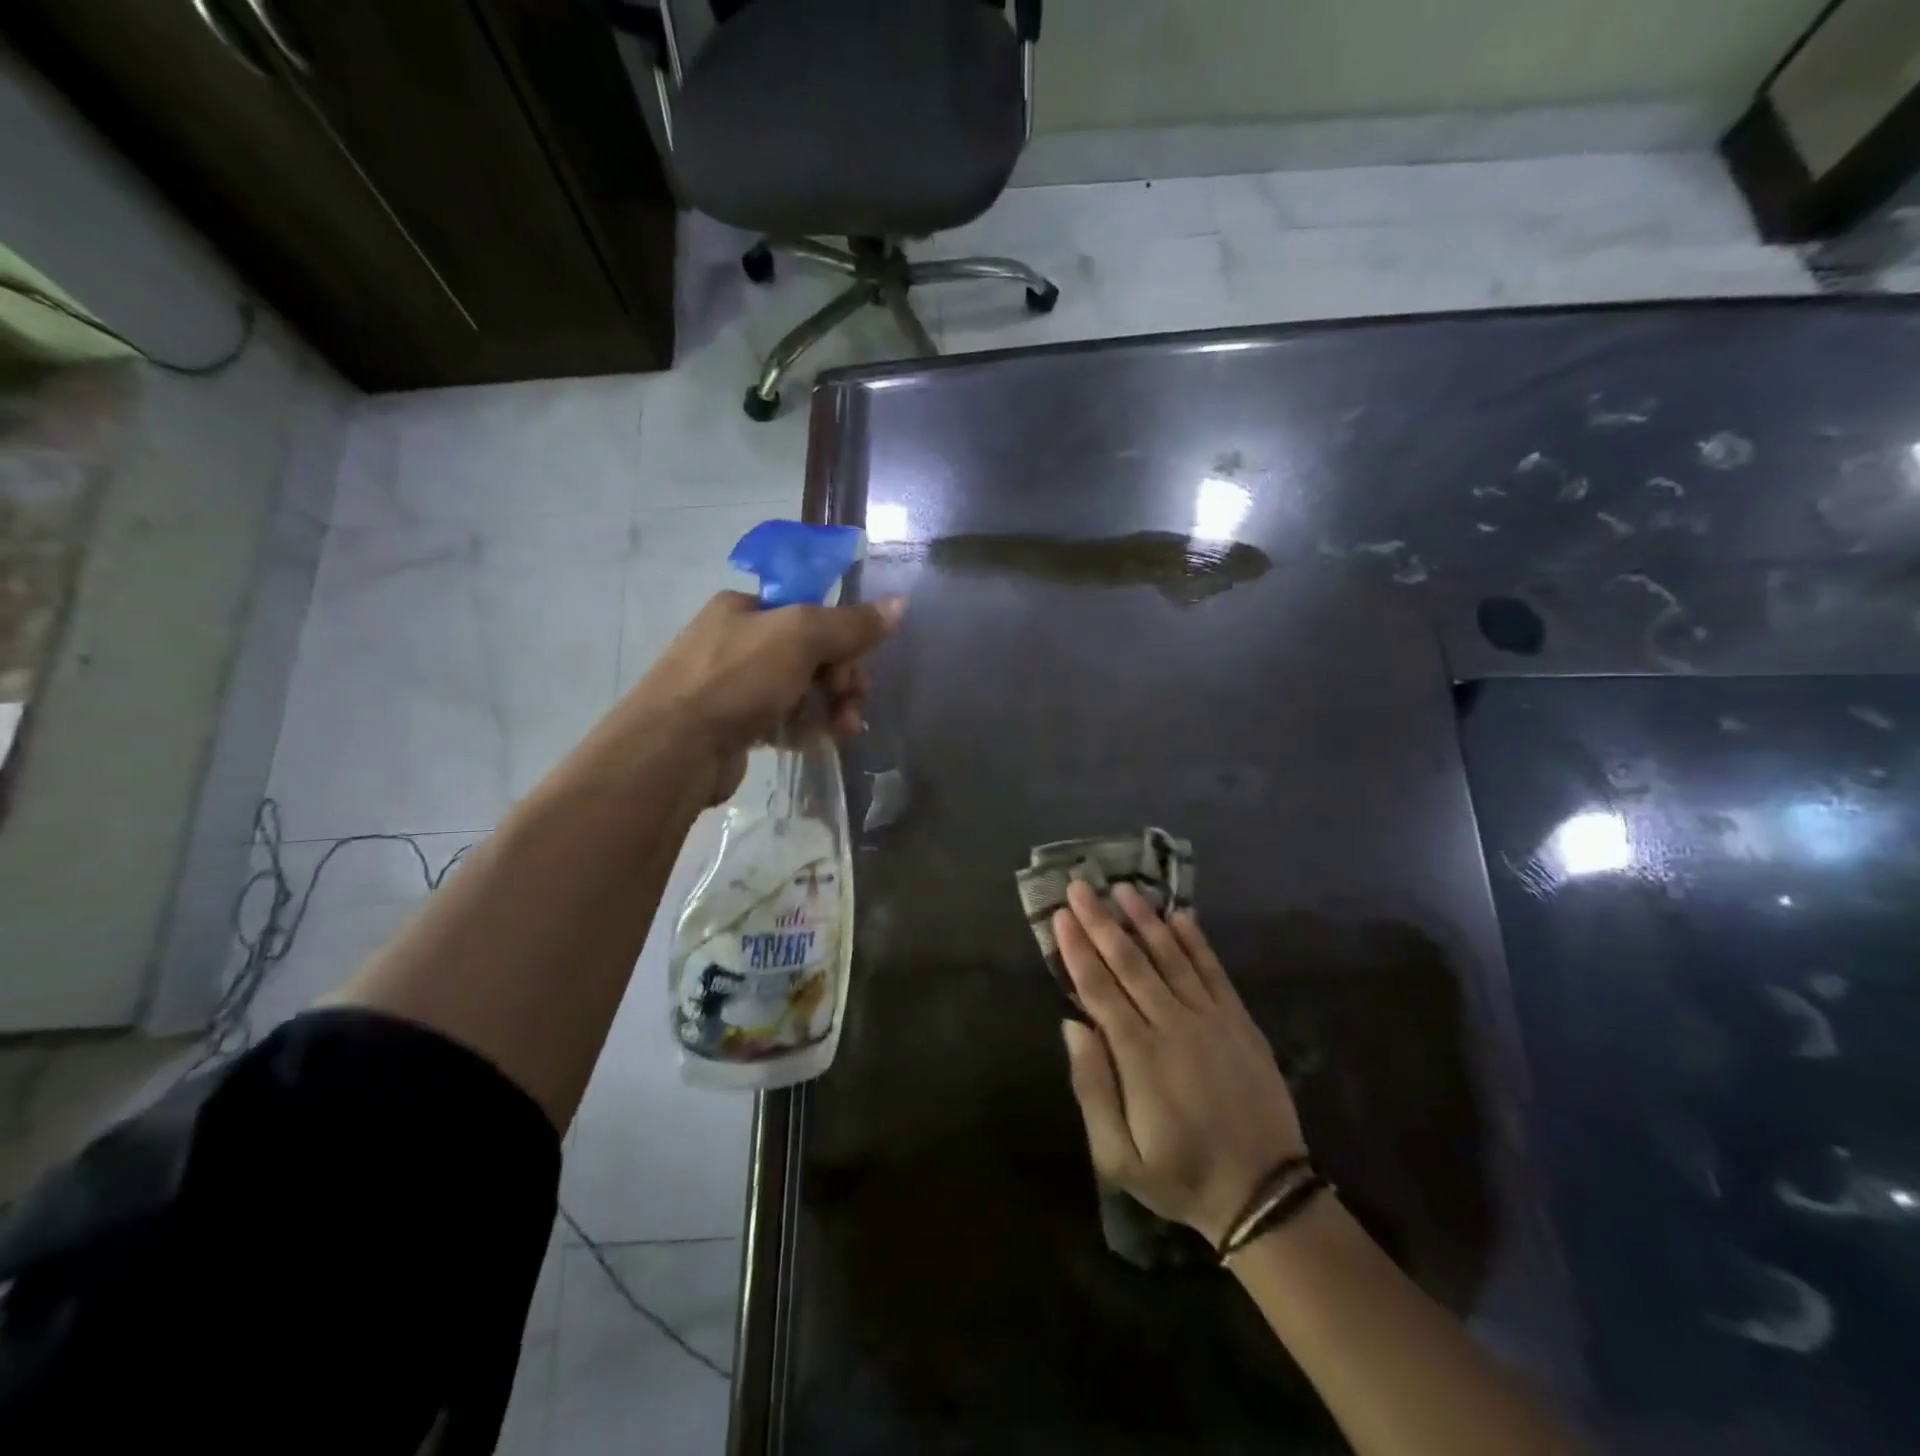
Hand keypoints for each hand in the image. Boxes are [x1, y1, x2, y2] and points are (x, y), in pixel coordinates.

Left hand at [631, 590, 904, 802]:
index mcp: (745, 608)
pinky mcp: (732, 725)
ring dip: (828, 709)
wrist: (674, 749)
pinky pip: (780, 720)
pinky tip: (813, 743)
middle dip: (839, 680)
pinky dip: (802, 729)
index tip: (856, 669)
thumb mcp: (800, 638)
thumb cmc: (736, 680)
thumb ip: (851, 624)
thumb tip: (899, 603)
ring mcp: (731, 685)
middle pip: (809, 654)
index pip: (810, 613)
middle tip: (851, 705)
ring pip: (798, 690)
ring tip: (843, 732)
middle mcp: (735, 641)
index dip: (842, 639)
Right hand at [1055, 881, 1306, 1246]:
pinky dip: (1196, 941)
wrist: (1264, 1194)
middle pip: (1130, 962)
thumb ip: (1091, 1088)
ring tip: (1123, 888)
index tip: (1061, 915)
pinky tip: (1181, 914)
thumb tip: (1071, 1025)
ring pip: (1171, 956)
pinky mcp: (1239, 1021)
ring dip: (1145, 920)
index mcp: (1139, 1056)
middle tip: (1081, 885)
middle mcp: (1173, 1025)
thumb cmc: (1180, 1175)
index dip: (1077, 949)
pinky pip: (1214, 971)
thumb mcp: (1118, 1157)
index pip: (1099, 988)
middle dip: (1101, 921)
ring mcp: (1211, 1019)